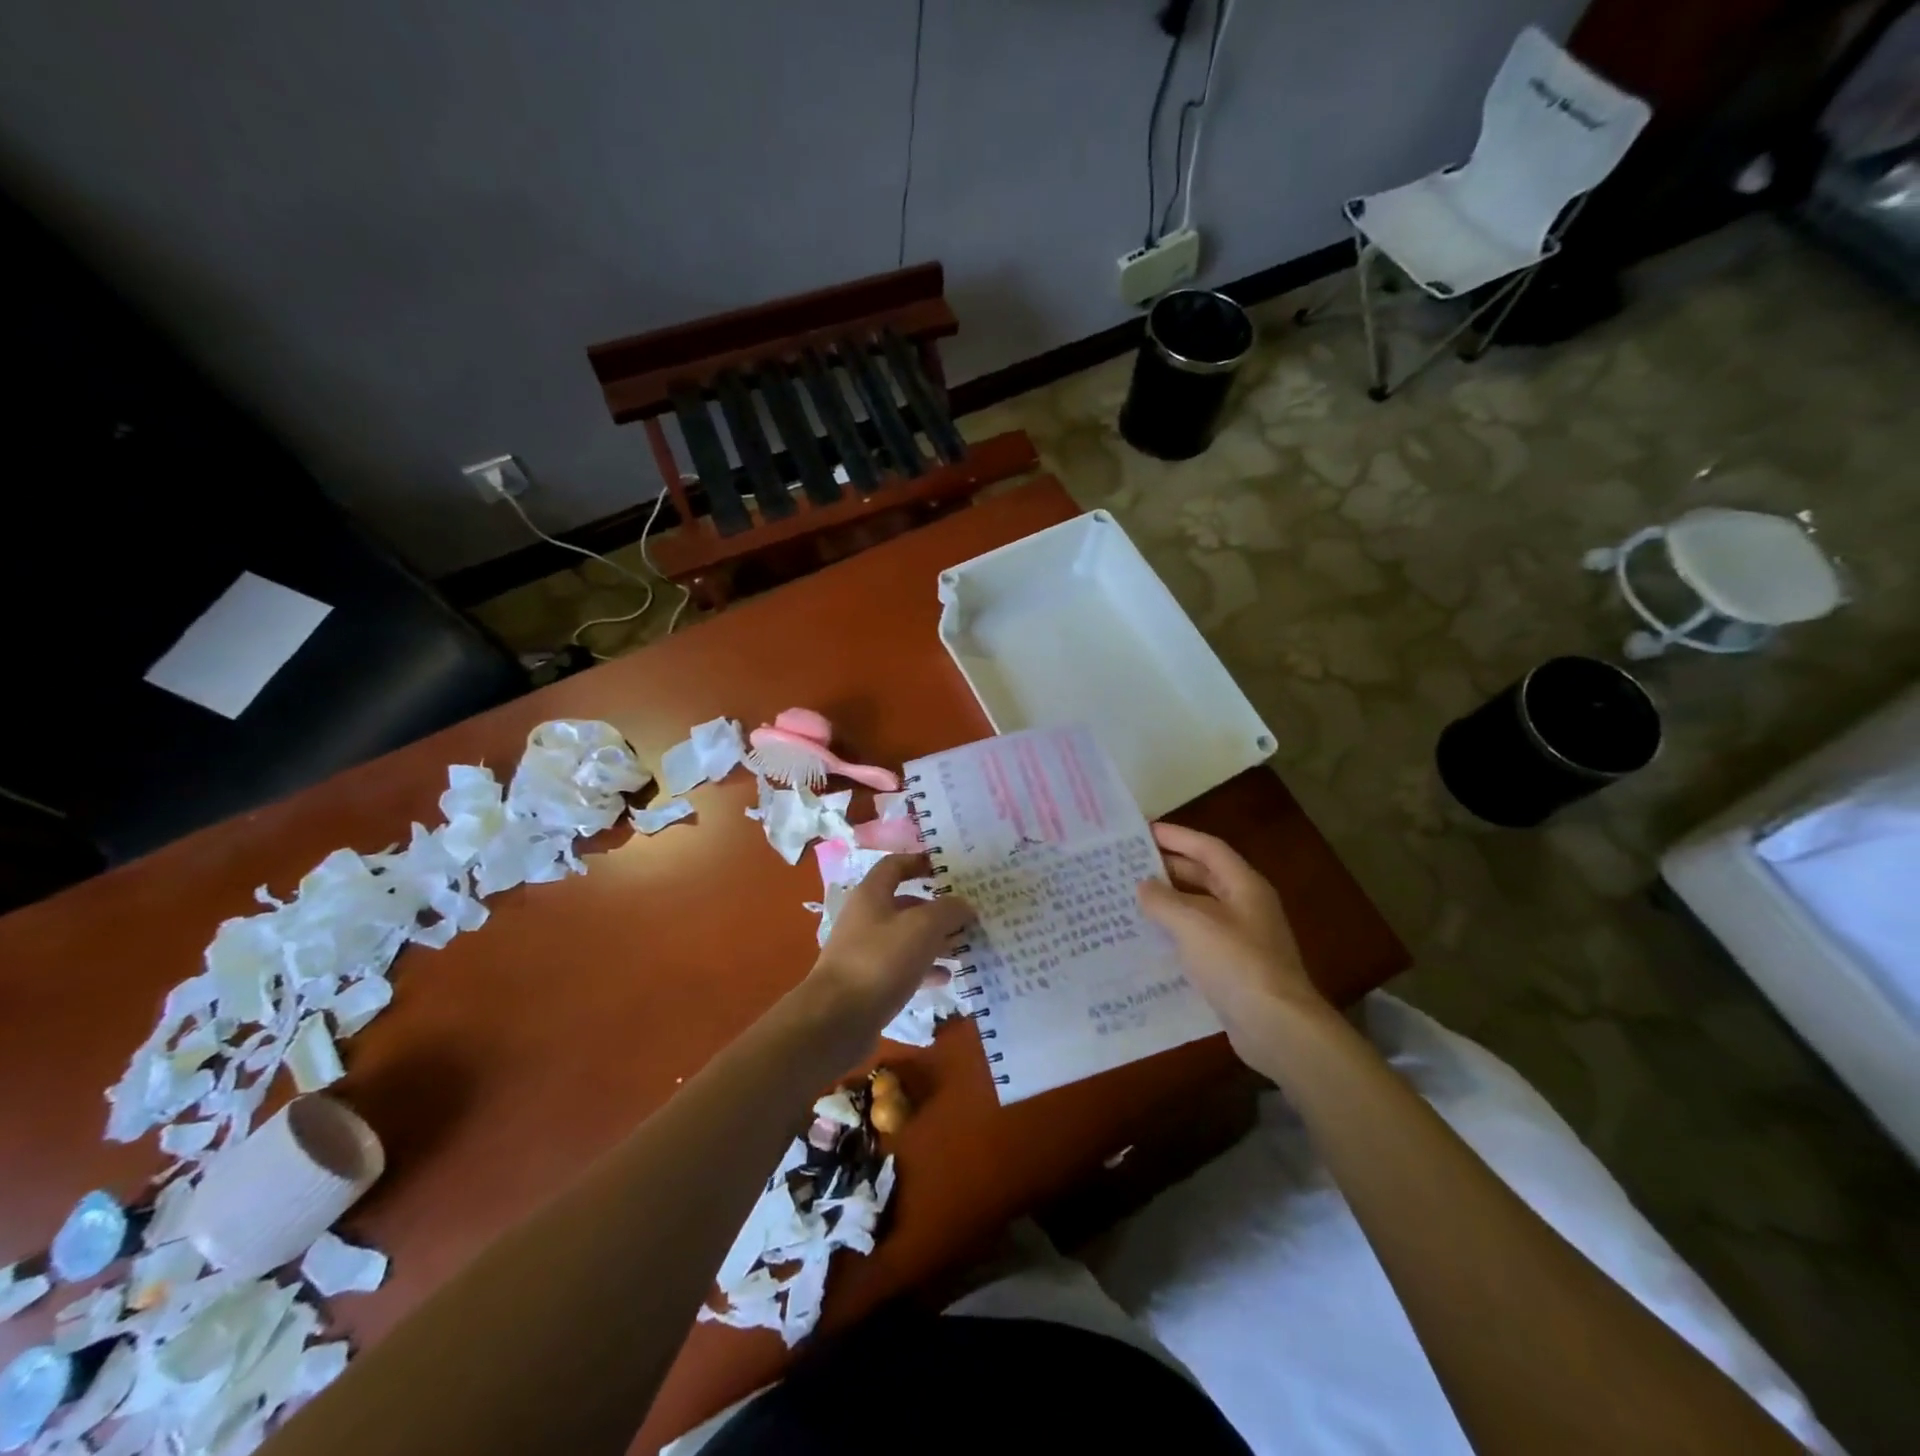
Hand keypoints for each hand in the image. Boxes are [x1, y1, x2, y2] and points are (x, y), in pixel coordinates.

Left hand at [801, 855, 972, 1065]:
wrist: (836, 1020)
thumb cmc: (880, 961)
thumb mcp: (923, 927)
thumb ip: (948, 910)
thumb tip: (964, 905)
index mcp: (871, 894)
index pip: (895, 865)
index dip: (919, 861)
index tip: (947, 868)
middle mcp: (865, 918)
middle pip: (904, 904)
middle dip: (936, 909)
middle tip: (968, 915)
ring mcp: (864, 952)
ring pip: (906, 938)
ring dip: (935, 940)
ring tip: (965, 947)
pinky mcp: (868, 983)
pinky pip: (902, 968)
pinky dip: (924, 969)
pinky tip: (947, 977)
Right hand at [1136, 823, 1328, 1067]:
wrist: (1276, 1026)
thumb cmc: (1236, 963)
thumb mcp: (1193, 924)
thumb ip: (1163, 900)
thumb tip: (1143, 886)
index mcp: (1244, 886)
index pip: (1207, 848)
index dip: (1176, 836)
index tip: (1142, 830)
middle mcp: (1246, 906)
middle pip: (1204, 875)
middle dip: (1168, 867)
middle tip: (1128, 864)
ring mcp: (1242, 938)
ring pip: (1199, 908)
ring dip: (1169, 901)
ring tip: (1131, 897)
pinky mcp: (1234, 967)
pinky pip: (1199, 938)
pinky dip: (1175, 932)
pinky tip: (1148, 938)